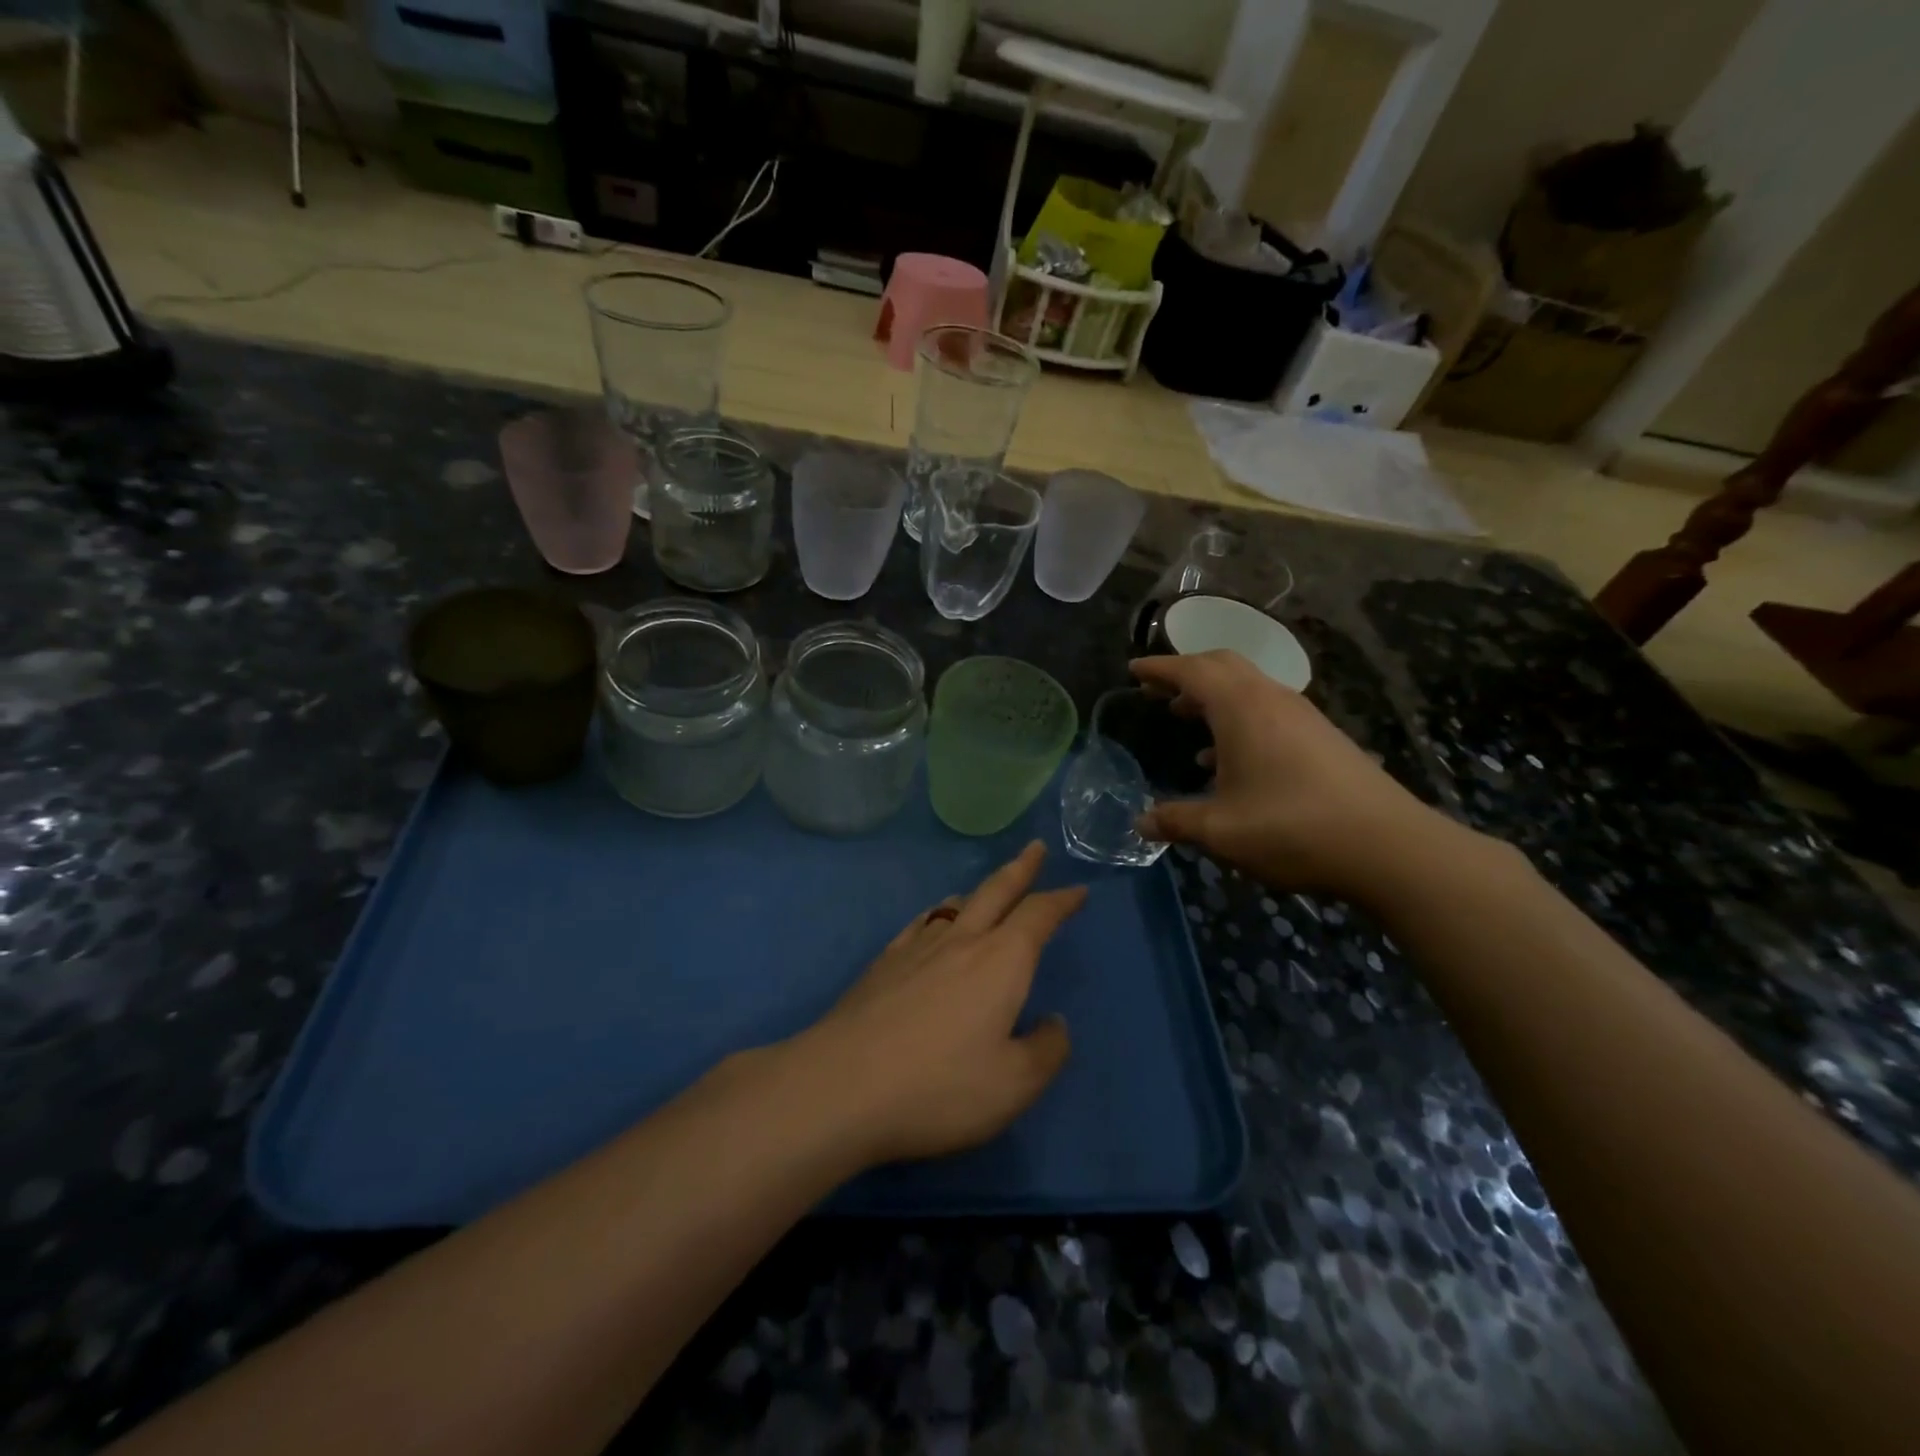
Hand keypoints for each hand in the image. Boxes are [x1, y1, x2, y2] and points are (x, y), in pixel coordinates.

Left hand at [797, 843, 1085, 1167]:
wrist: (841, 1085)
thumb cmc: (939, 1087)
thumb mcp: (1013, 1085)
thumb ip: (1045, 1051)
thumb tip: (1054, 1023)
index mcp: (1000, 961)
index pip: (1038, 916)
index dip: (1061, 901)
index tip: (1078, 891)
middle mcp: (961, 941)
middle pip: (996, 891)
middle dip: (1021, 868)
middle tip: (1035, 848)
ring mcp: (917, 948)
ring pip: (956, 904)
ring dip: (980, 891)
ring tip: (987, 889)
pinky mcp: (883, 963)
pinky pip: (920, 923)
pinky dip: (937, 913)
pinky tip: (932, 922)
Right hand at [1131, 651, 1462, 904]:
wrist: (1387, 847)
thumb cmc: (1290, 828)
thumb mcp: (1220, 830)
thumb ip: (1175, 821)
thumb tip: (1140, 823)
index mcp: (1241, 708)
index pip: (1192, 670)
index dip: (1159, 668)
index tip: (1133, 671)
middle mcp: (1272, 699)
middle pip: (1223, 666)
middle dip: (1186, 673)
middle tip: (1158, 692)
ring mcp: (1302, 716)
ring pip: (1248, 688)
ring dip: (1213, 696)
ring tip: (1185, 719)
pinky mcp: (1322, 737)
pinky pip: (1267, 711)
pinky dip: (1238, 718)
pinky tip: (1228, 760)